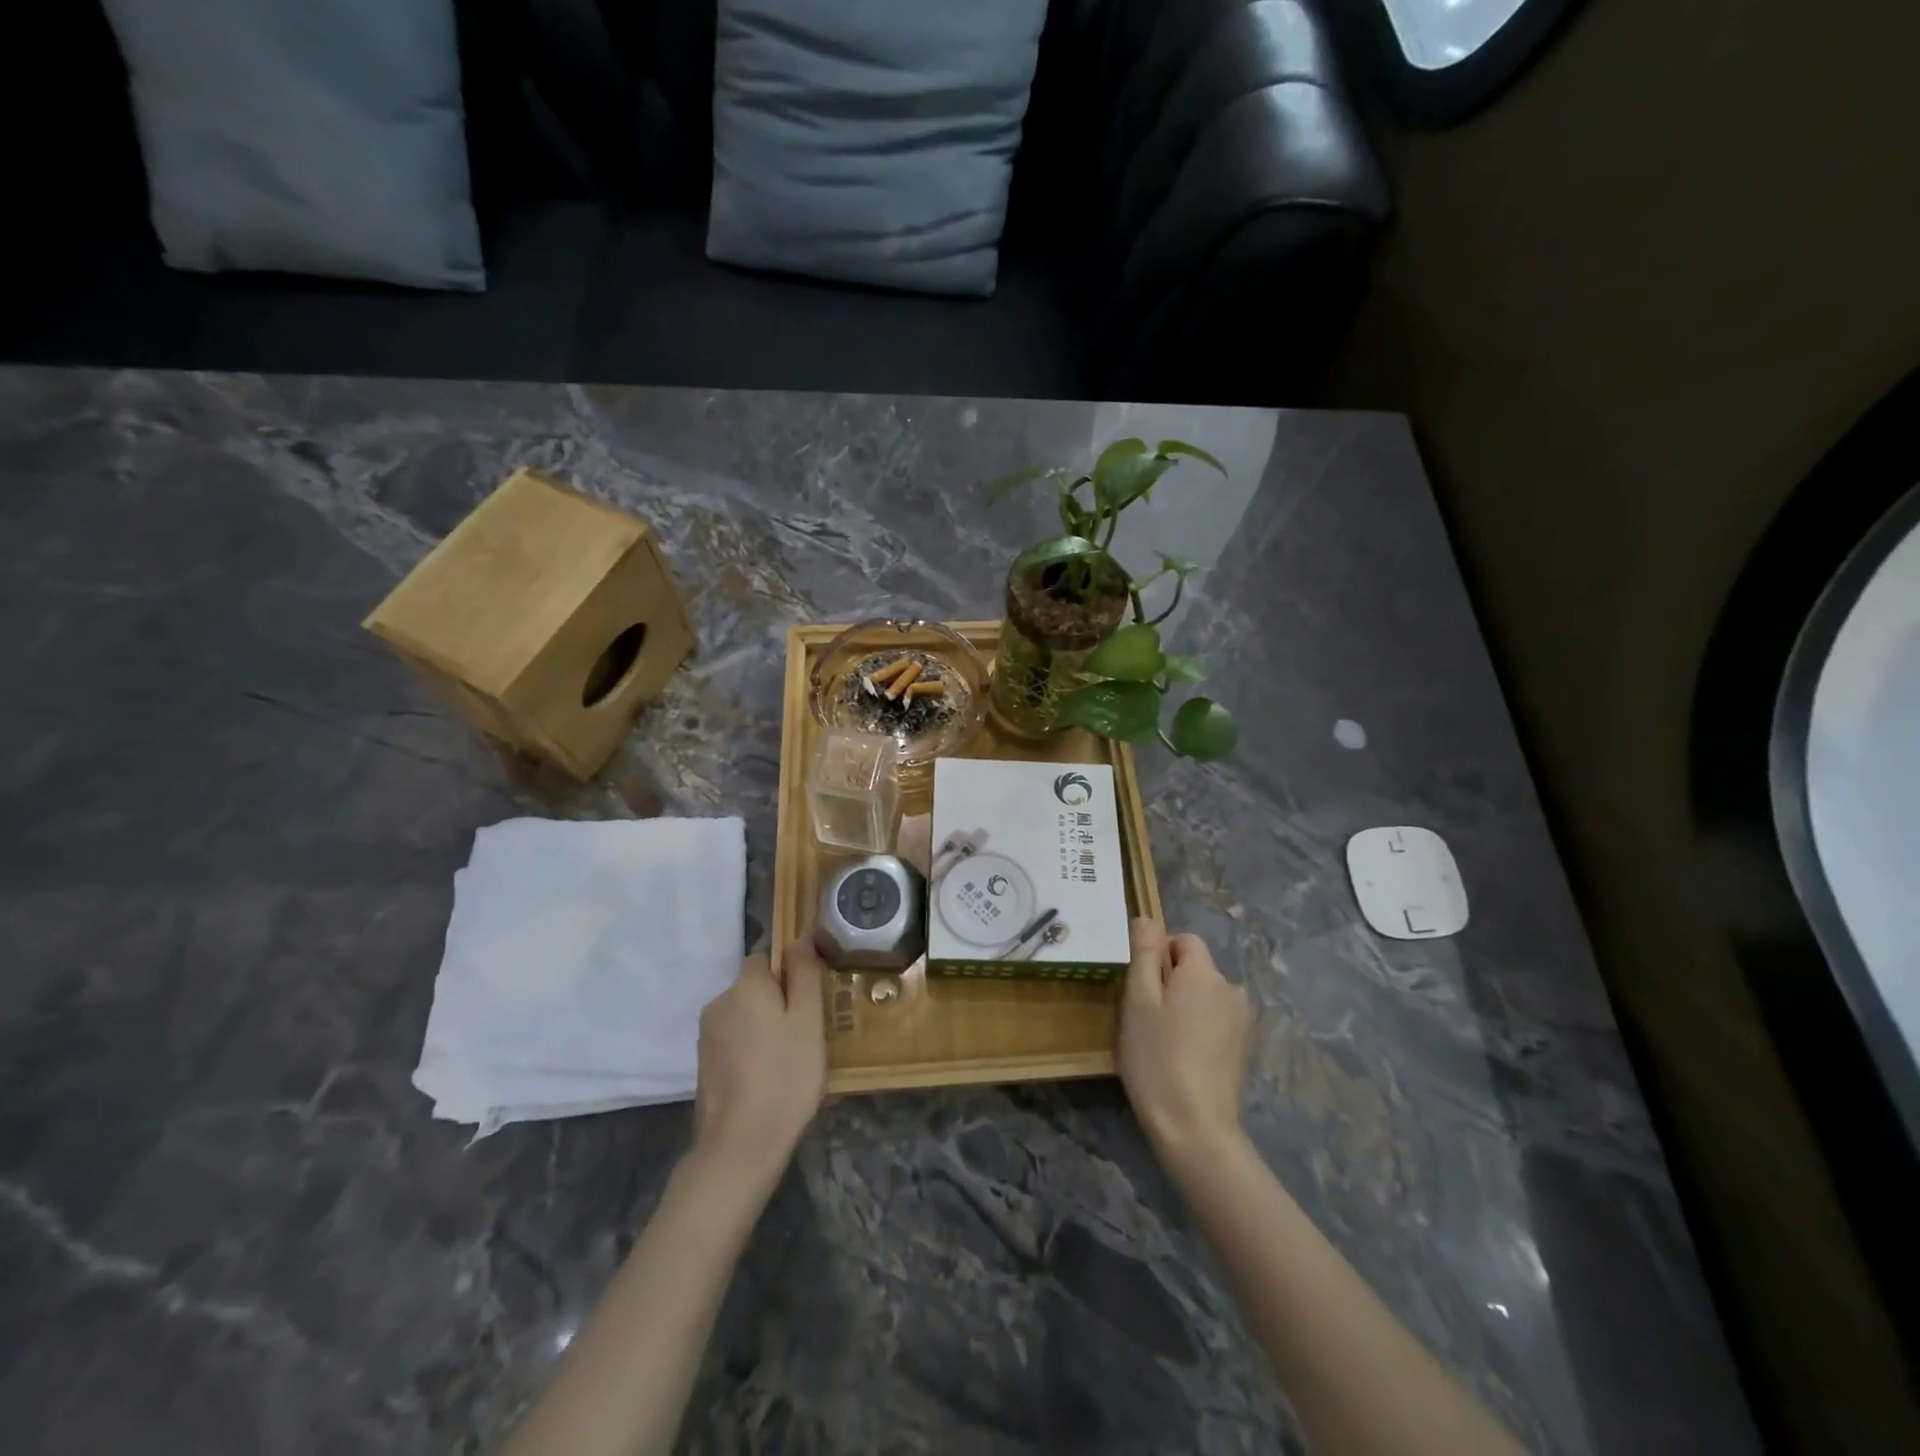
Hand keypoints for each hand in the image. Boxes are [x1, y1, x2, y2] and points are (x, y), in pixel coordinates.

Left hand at [692, 935, 826, 1181]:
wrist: (741, 1146)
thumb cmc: (785, 1075)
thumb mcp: (808, 1020)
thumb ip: (804, 974)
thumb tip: (800, 937)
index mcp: (744, 986)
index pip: (767, 958)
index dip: (791, 974)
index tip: (811, 1003)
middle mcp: (719, 1003)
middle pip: (755, 988)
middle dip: (780, 1003)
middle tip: (808, 1035)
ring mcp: (707, 1037)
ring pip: (746, 1017)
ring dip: (767, 1028)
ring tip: (792, 1061)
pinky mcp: (705, 1066)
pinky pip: (736, 1042)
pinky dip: (753, 1051)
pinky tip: (771, 1079)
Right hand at [1119, 918, 1252, 1165]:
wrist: (1195, 1128)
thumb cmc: (1156, 1057)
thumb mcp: (1139, 1000)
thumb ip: (1144, 953)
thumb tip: (1147, 918)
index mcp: (1204, 972)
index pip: (1183, 940)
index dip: (1158, 956)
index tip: (1140, 989)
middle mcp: (1231, 988)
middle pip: (1196, 967)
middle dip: (1170, 981)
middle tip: (1146, 1017)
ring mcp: (1242, 1021)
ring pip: (1205, 995)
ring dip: (1185, 1006)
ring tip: (1163, 1040)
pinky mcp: (1243, 1048)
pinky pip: (1215, 1020)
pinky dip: (1198, 1028)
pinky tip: (1183, 1057)